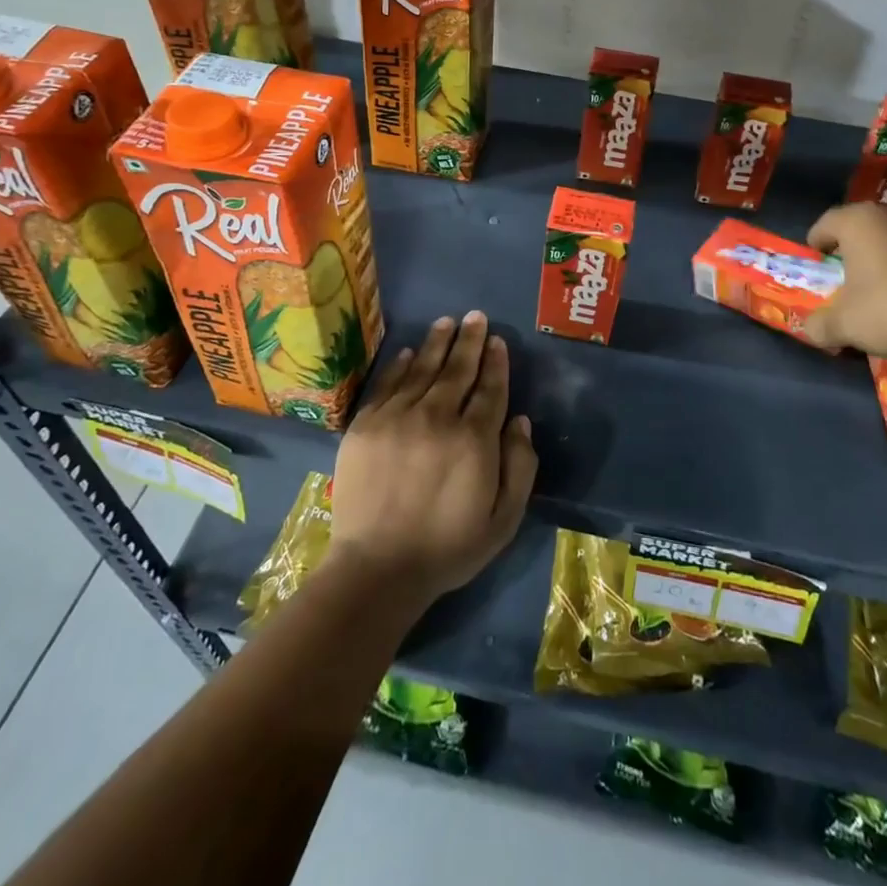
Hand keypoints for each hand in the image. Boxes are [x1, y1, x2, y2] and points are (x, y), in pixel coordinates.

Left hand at [327, 312, 537, 605]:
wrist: (377, 568)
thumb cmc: (448, 547)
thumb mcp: (503, 519)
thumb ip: (520, 466)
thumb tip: (520, 420)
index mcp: (474, 439)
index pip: (490, 389)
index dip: (495, 362)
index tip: (497, 341)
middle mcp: (438, 418)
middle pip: (458, 370)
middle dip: (470, 341)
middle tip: (476, 316)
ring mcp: (398, 418)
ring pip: (423, 369)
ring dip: (438, 343)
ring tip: (447, 322)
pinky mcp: (366, 425)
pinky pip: (388, 385)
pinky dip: (401, 365)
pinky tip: (411, 352)